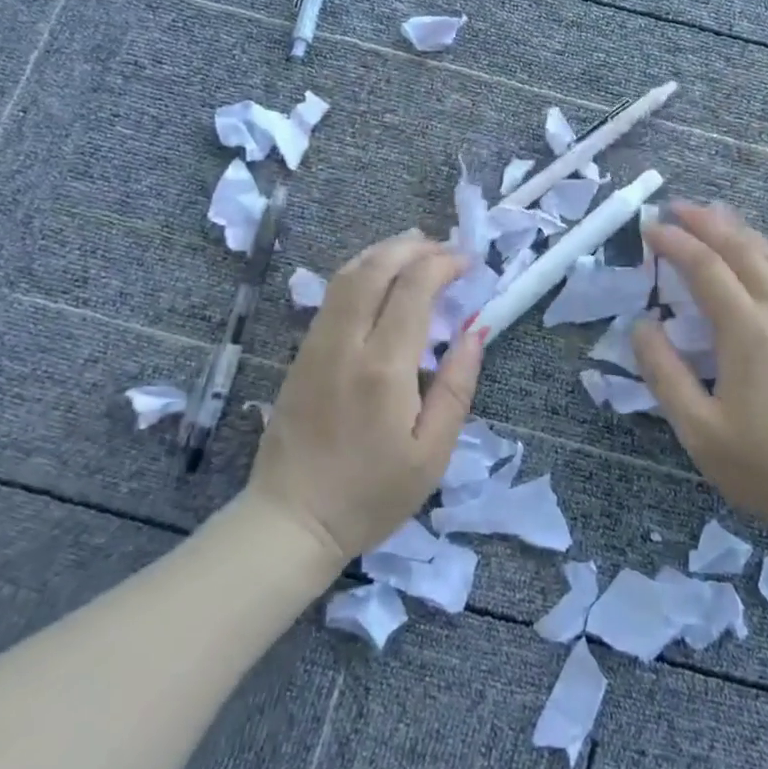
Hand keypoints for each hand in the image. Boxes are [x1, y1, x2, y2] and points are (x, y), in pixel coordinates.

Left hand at [247, 230, 484, 565]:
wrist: (291, 521)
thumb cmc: (371, 494)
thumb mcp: (431, 454)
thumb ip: (456, 386)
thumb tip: (476, 331)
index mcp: (383, 367)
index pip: (414, 288)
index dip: (444, 264)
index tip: (470, 263)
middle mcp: (346, 343)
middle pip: (376, 268)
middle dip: (414, 247)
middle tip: (446, 249)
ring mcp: (316, 345)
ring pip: (348, 275)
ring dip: (384, 252)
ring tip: (417, 249)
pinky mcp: (301, 354)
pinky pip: (333, 296)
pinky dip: (361, 272)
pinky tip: (380, 279)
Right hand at [634, 203, 767, 552]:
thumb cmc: (763, 467)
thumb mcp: (697, 428)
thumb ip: (664, 372)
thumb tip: (642, 324)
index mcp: (748, 332)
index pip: (706, 268)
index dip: (675, 243)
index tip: (649, 228)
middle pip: (743, 250)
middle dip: (708, 223)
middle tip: (677, 207)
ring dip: (740, 232)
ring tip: (715, 217)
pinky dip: (765, 256)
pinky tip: (756, 263)